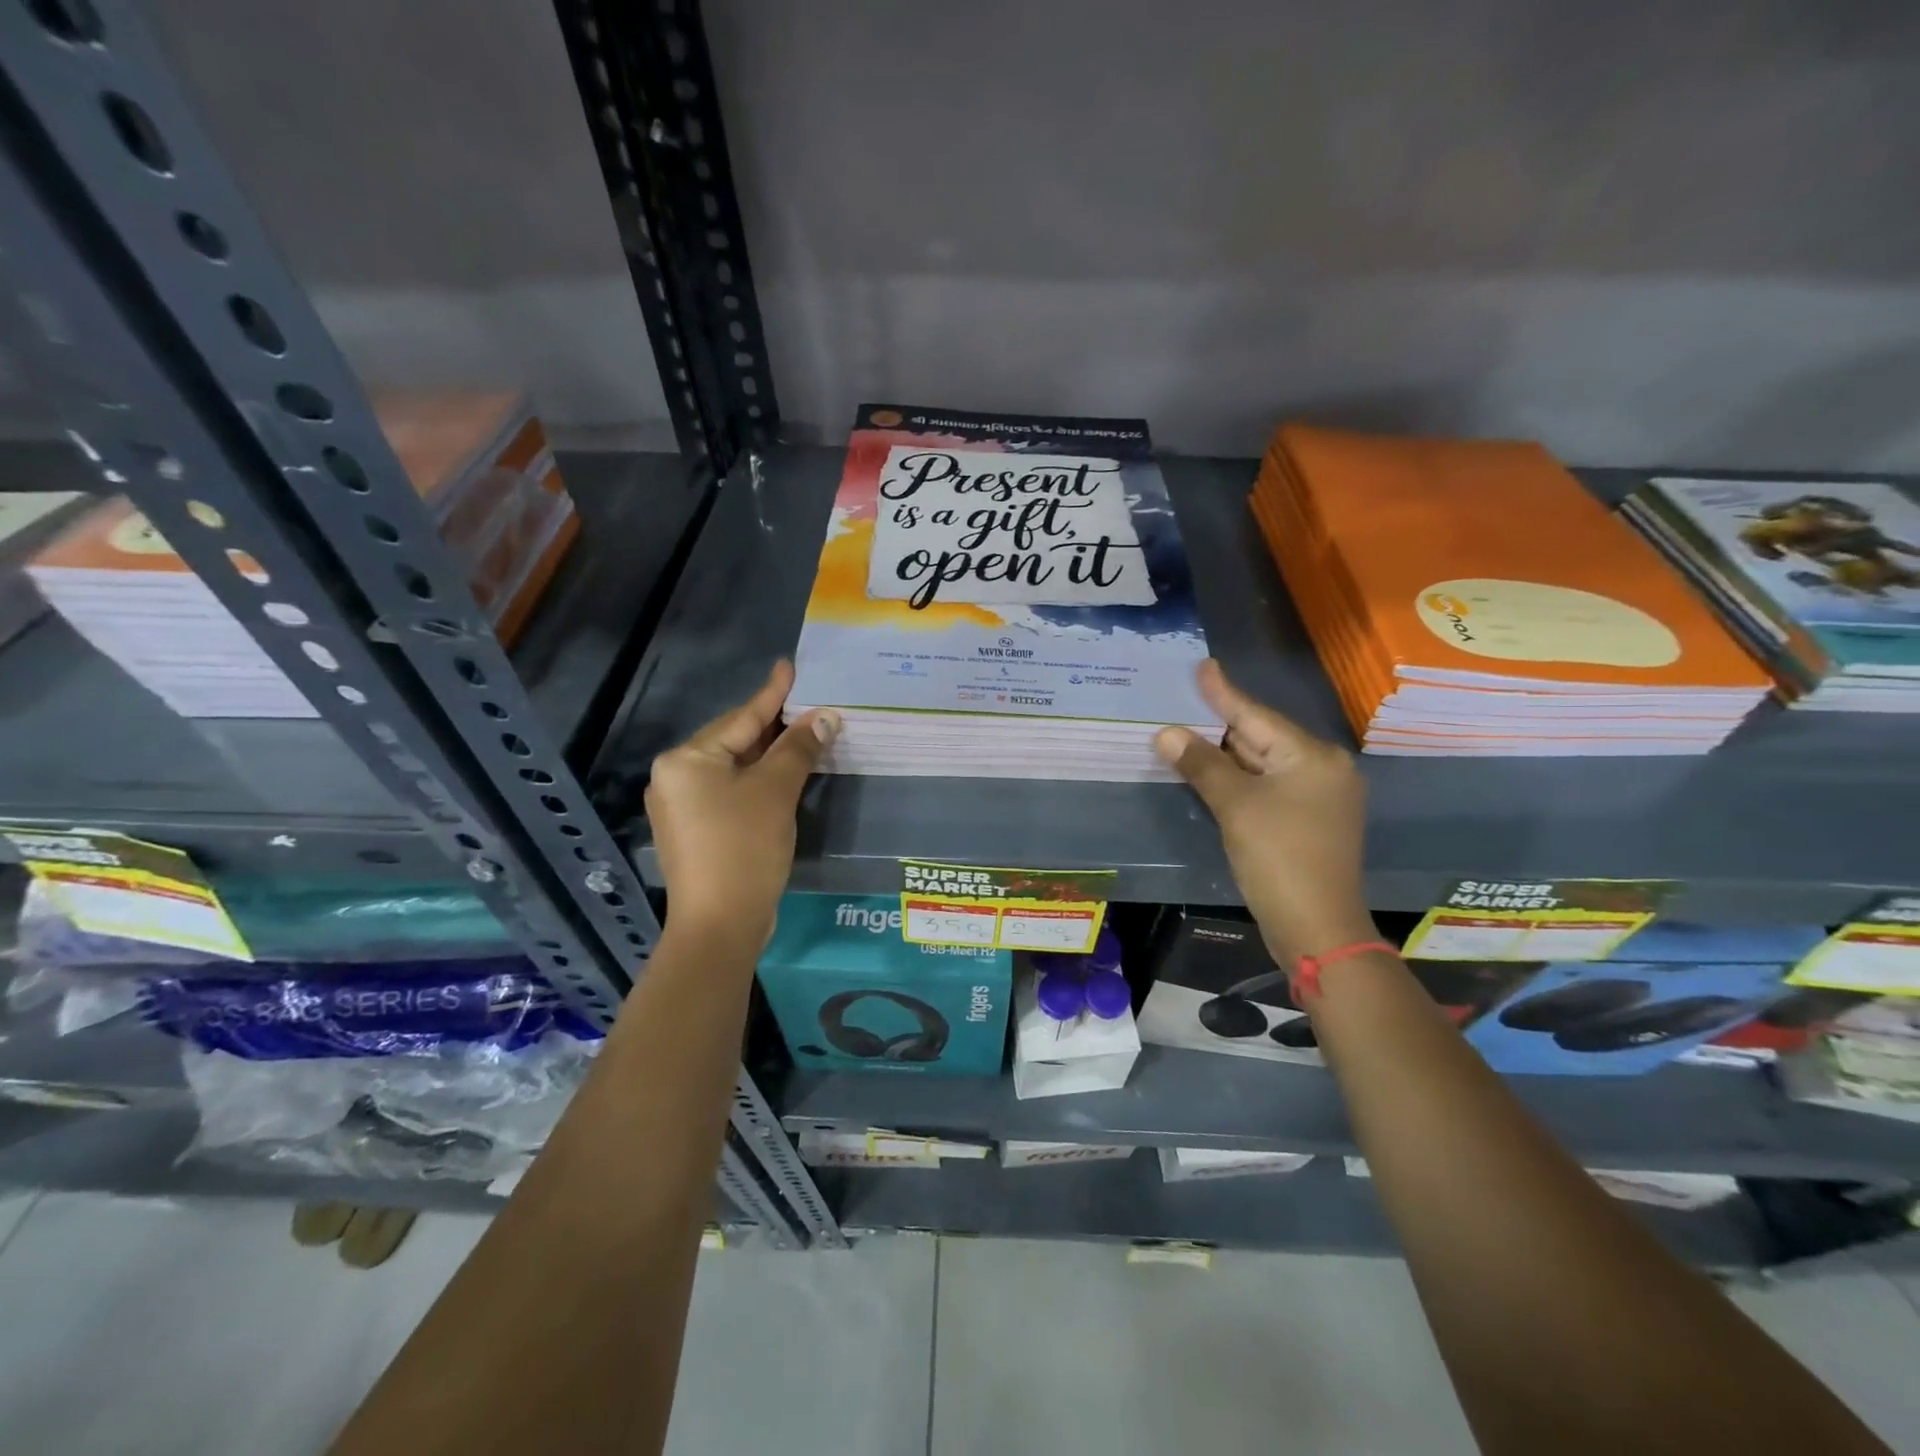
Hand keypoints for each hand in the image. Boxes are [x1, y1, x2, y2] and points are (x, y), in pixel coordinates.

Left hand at [646, 661, 838, 942]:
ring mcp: (681, 806)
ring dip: (770, 755)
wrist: (719, 925)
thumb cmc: (744, 848)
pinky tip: (784, 776)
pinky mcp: (694, 831)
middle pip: (734, 740)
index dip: (772, 693)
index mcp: (687, 759)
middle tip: (808, 703)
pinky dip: (759, 781)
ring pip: (734, 768)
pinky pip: (730, 791)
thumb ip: (799, 749)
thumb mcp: (776, 791)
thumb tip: (825, 717)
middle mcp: (675, 777)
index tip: (789, 665)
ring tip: (803, 734)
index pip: (741, 717)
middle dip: (774, 725)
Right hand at [1155, 660, 1373, 964]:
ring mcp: (1317, 798)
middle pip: (1261, 737)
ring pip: (1262, 764)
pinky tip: (1209, 772)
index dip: (1223, 693)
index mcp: (1312, 756)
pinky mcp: (1306, 822)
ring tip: (1186, 731)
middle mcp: (1322, 769)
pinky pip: (1266, 787)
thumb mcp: (1236, 806)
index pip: (1256, 716)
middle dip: (1219, 725)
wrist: (1317, 928)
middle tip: (1182, 701)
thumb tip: (1166, 733)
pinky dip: (1237, 779)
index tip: (1202, 665)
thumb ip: (1201, 764)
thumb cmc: (1279, 857)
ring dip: (1224, 754)